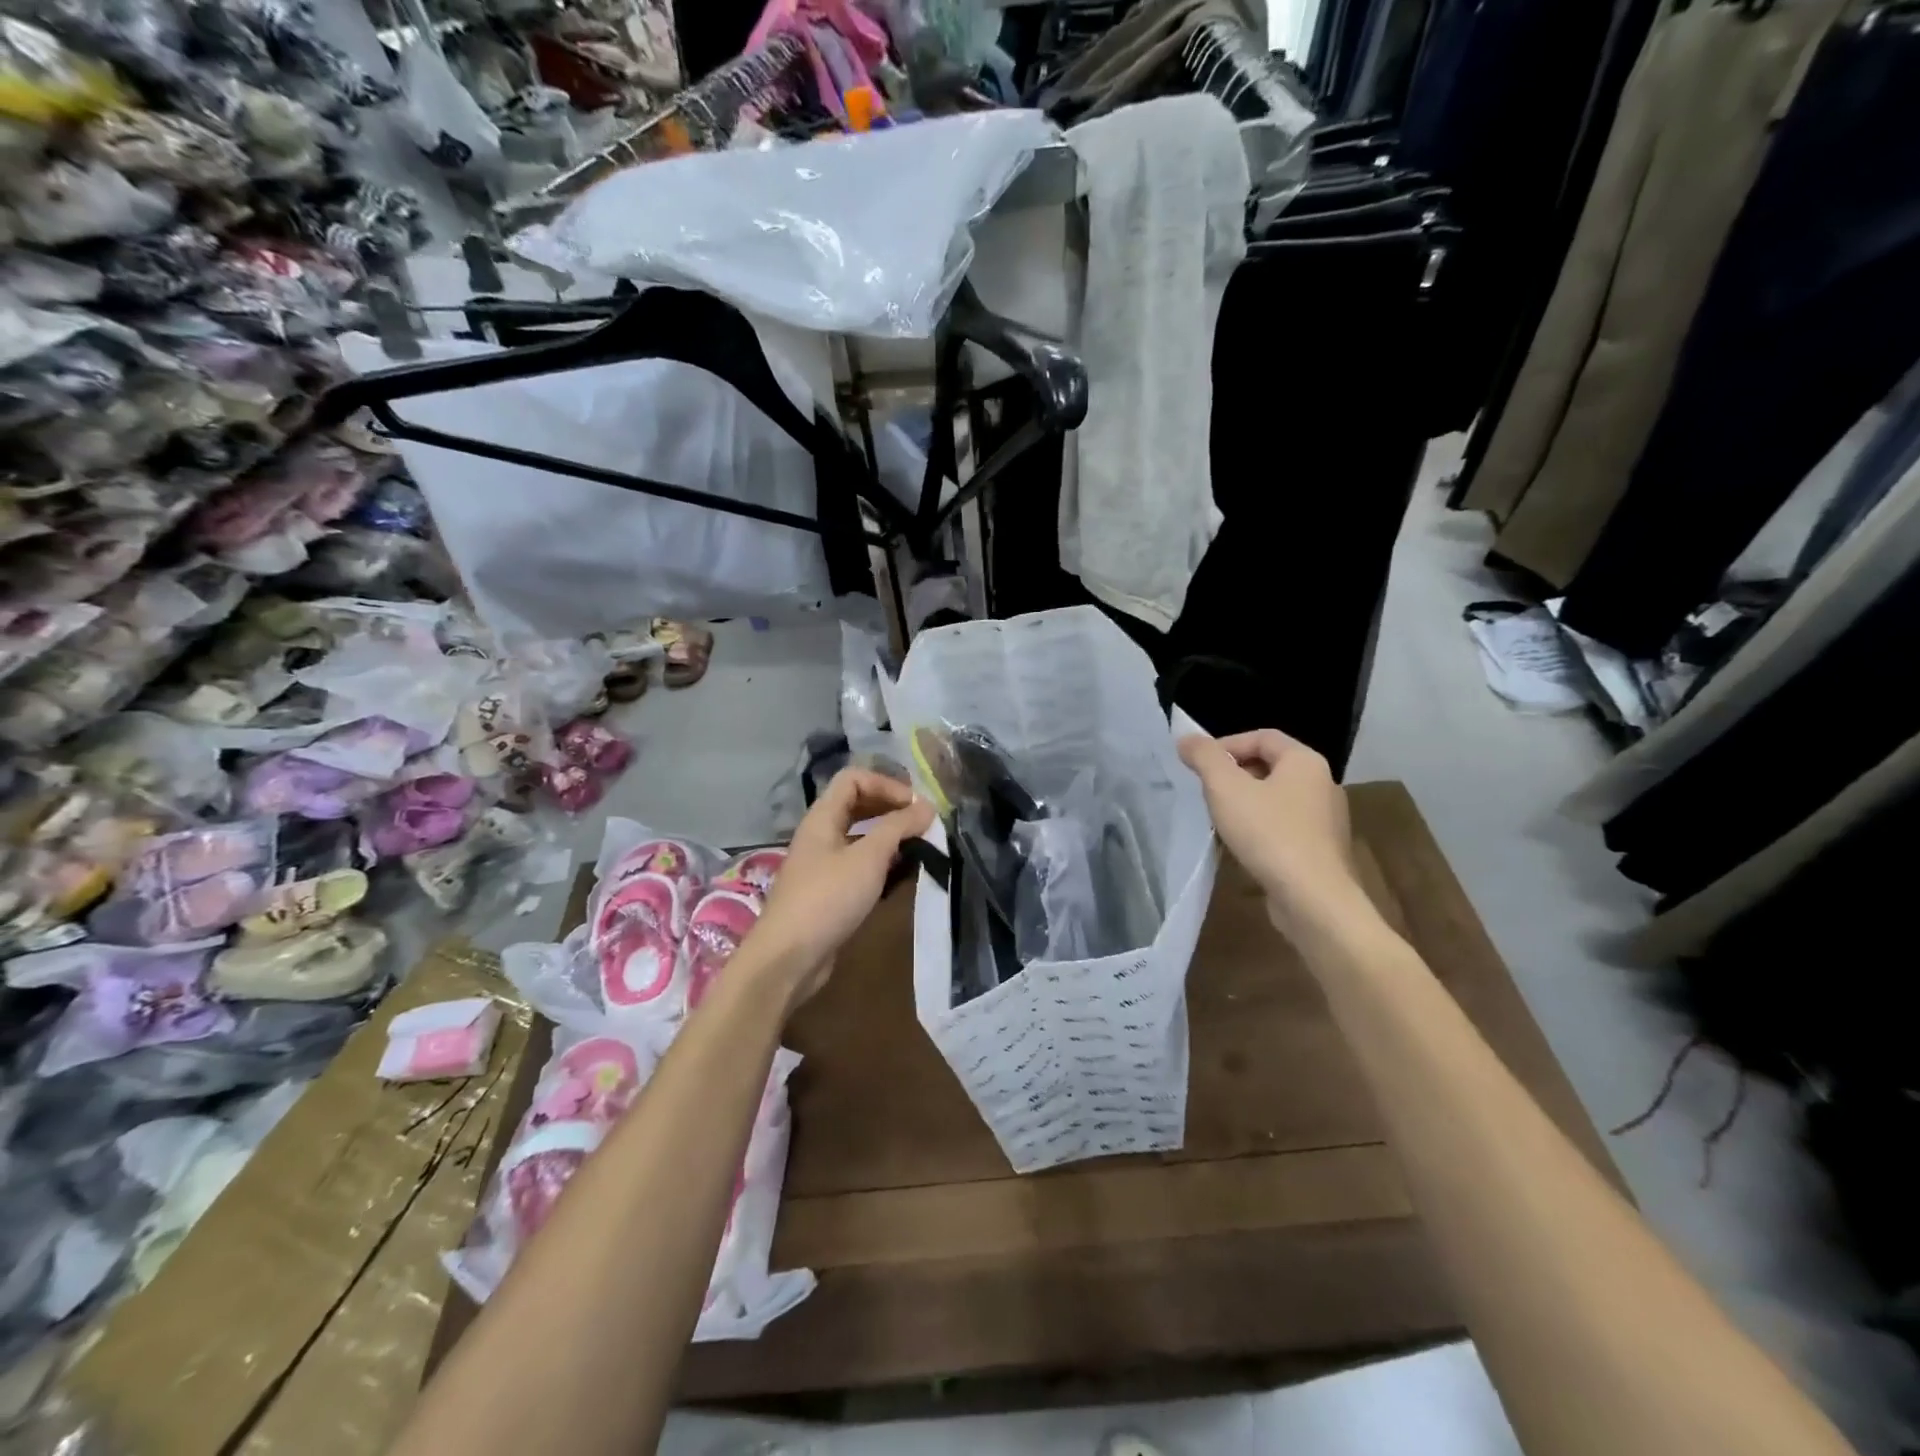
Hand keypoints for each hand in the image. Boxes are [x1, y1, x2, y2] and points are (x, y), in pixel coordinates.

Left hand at [746, 768, 933, 1009]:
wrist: (789, 957)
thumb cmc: (828, 898)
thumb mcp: (869, 858)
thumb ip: (898, 827)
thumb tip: (926, 806)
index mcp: (823, 817)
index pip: (854, 778)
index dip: (886, 784)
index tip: (915, 806)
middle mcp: (821, 834)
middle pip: (857, 804)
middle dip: (891, 808)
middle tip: (922, 824)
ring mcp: (823, 864)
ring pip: (860, 836)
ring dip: (889, 837)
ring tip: (917, 848)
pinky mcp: (829, 891)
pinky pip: (858, 864)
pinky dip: (881, 864)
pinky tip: (900, 876)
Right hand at [1178, 729, 1366, 940]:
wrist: (1313, 899)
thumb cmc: (1269, 834)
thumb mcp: (1226, 789)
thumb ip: (1205, 758)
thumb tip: (1186, 738)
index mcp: (1305, 761)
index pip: (1262, 736)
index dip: (1226, 744)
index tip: (1198, 765)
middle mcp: (1322, 784)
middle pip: (1270, 765)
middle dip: (1234, 774)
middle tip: (1205, 791)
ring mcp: (1326, 819)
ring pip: (1277, 798)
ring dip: (1245, 802)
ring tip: (1219, 819)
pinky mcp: (1321, 849)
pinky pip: (1285, 825)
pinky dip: (1261, 827)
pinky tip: (1243, 845)